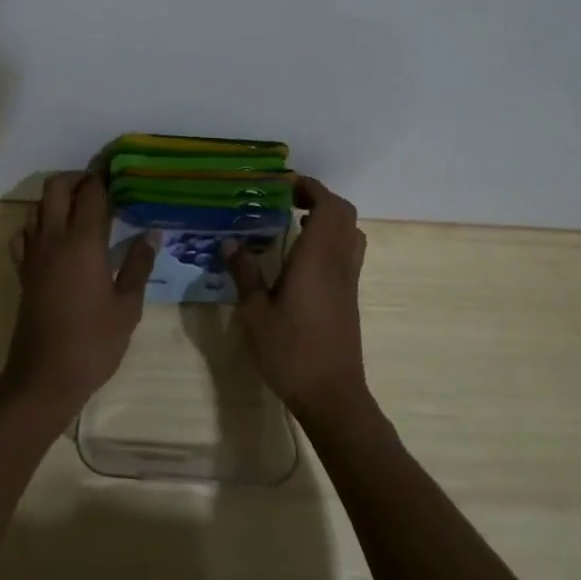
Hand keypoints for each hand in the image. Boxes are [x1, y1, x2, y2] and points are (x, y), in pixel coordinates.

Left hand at [0, 172, 155, 424]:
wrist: (44, 377)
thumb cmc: (93, 343)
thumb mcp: (127, 307)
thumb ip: (138, 265)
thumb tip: (152, 234)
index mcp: (83, 242)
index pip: (91, 195)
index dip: (104, 180)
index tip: (118, 174)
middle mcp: (54, 239)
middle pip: (56, 188)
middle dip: (76, 179)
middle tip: (98, 188)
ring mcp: (33, 254)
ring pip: (37, 207)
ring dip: (56, 199)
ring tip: (79, 209)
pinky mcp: (22, 272)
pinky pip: (23, 234)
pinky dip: (36, 225)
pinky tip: (52, 238)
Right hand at [225, 176, 370, 426]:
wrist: (331, 395)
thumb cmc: (290, 351)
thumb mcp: (254, 313)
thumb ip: (244, 273)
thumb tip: (230, 242)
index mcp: (318, 258)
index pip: (327, 205)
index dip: (310, 187)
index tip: (283, 183)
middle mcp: (339, 262)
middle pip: (344, 213)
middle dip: (318, 198)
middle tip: (286, 200)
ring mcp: (349, 280)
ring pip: (350, 233)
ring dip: (328, 218)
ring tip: (294, 222)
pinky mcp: (350, 297)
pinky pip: (347, 252)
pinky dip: (330, 239)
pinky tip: (301, 257)